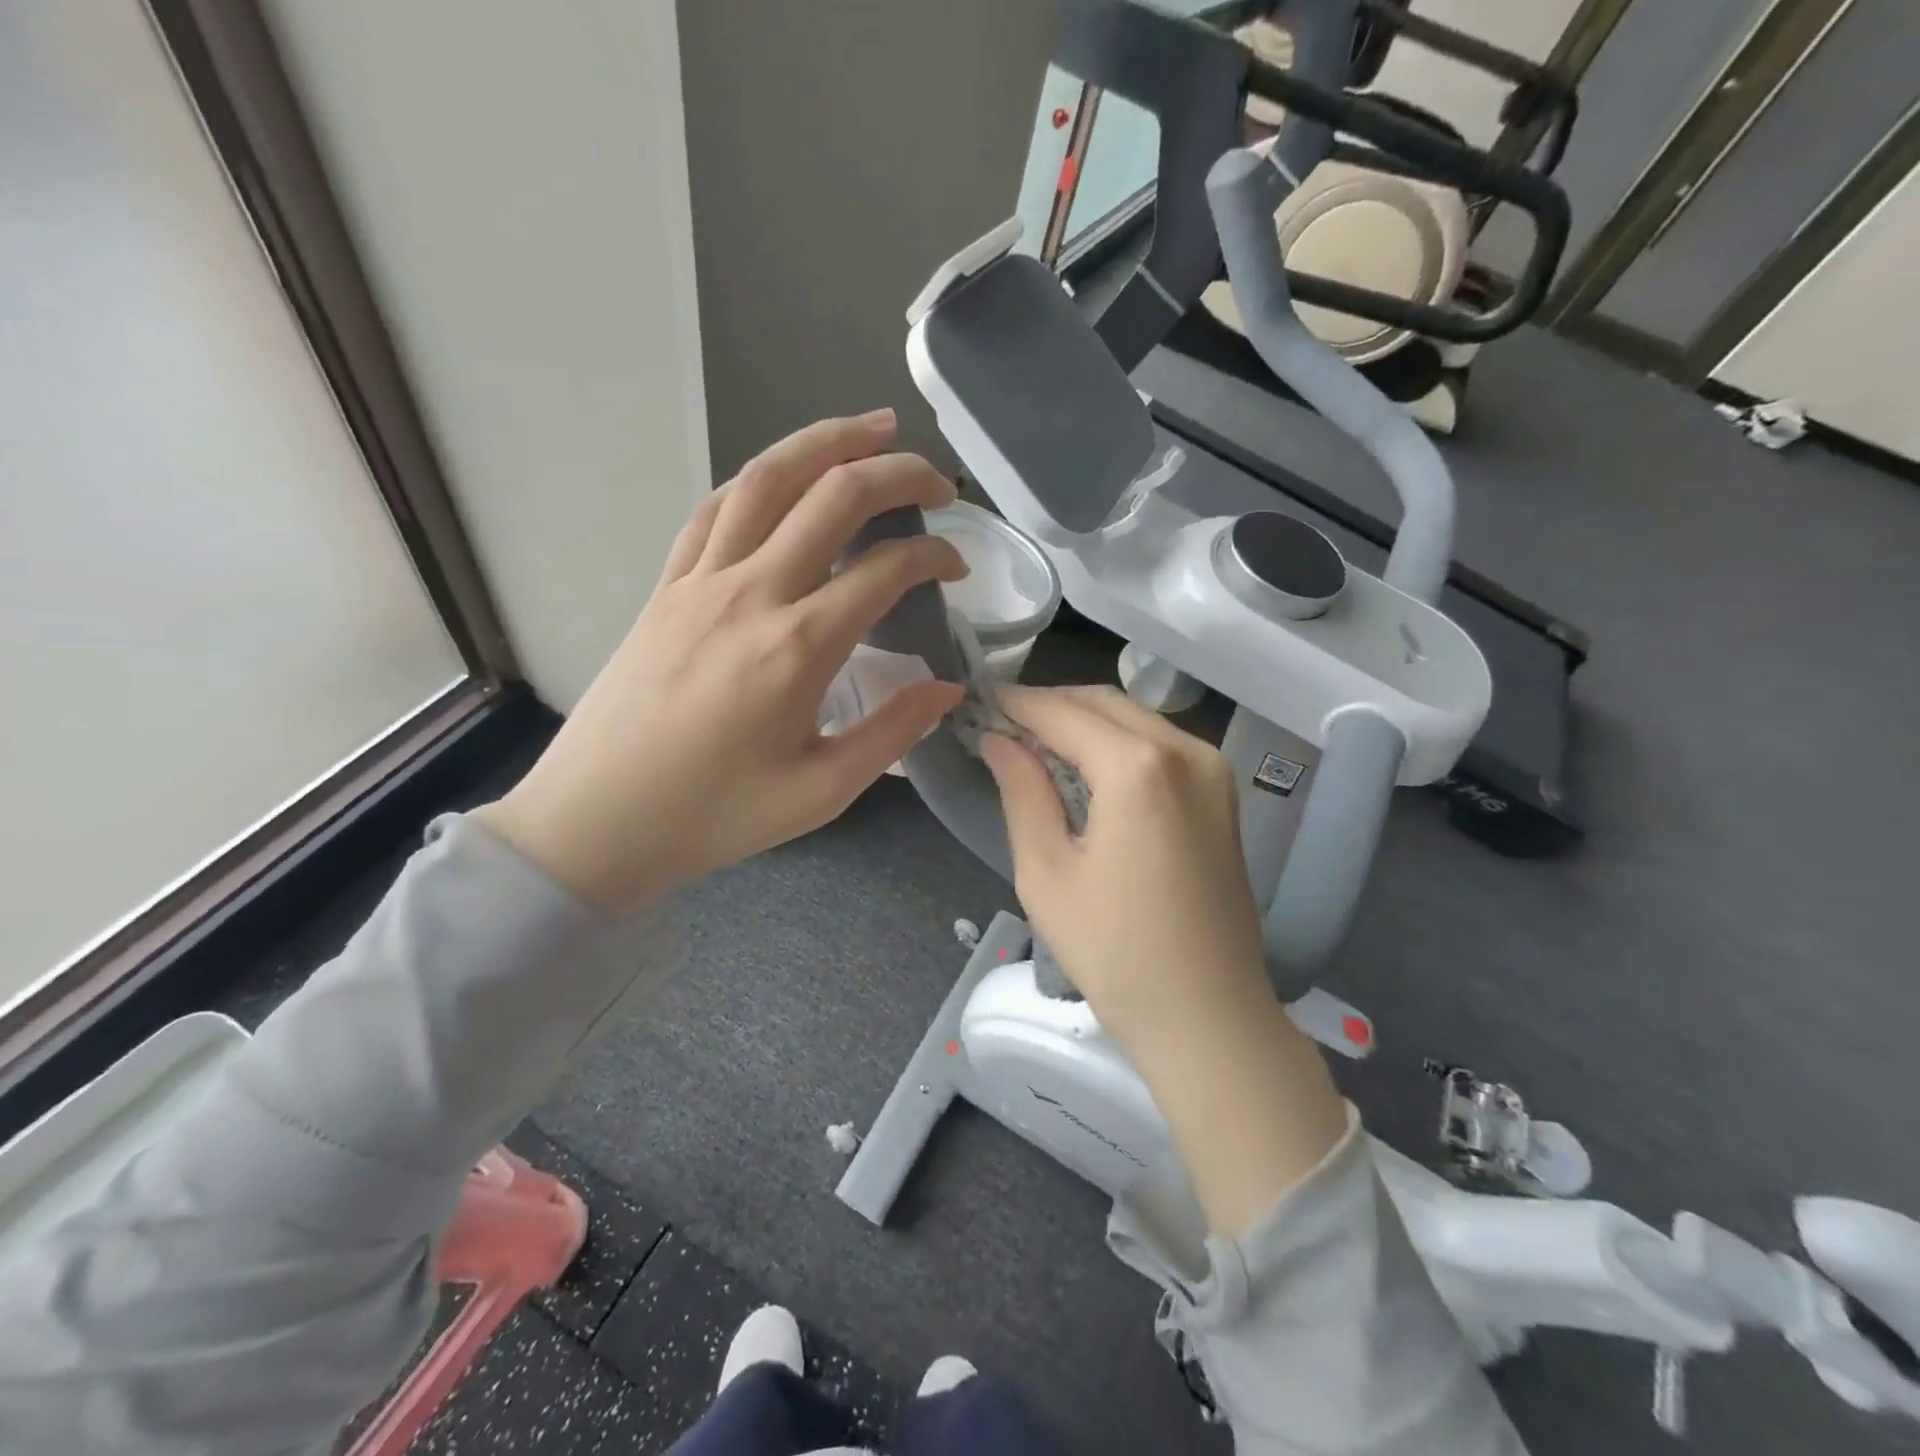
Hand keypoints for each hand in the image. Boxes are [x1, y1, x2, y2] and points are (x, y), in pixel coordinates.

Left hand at [480, 410, 965, 914]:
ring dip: (825, 442)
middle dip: (897, 474)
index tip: (956, 568)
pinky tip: (783, 475)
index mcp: (798, 647)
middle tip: (936, 481)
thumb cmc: (714, 815)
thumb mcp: (821, 792)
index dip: (934, 557)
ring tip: (870, 427)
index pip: (885, 569)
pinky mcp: (667, 585)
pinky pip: (716, 509)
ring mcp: (701, 580)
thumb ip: (892, 733)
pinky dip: (759, 478)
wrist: (596, 821)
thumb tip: (946, 690)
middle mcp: (752, 593)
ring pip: (767, 479)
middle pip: (834, 497)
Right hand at [977, 685, 1269, 1038]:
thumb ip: (1022, 792)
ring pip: (1136, 719)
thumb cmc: (1115, 951)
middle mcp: (1184, 750)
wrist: (1210, 1016)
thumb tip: (998, 741)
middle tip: (1004, 723)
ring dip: (1085, 722)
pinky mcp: (1223, 795)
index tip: (979, 700)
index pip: (1062, 713)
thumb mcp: (1046, 872)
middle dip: (1051, 705)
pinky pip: (1162, 745)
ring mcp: (1213, 770)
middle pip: (1103, 704)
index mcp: (1137, 766)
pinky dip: (1119, 743)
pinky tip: (1089, 768)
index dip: (1016, 704)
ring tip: (1039, 744)